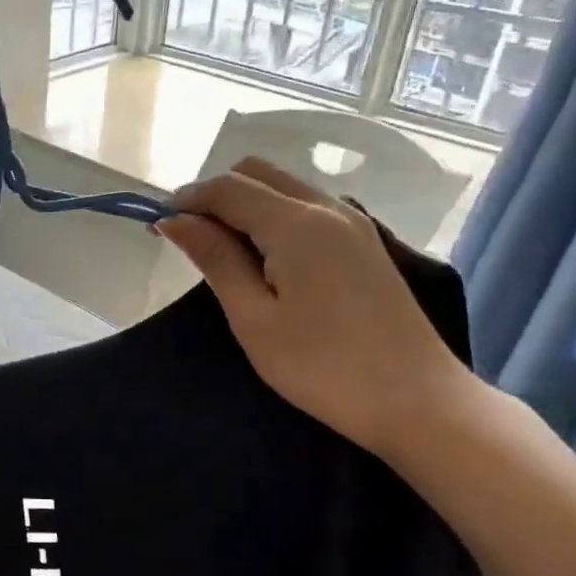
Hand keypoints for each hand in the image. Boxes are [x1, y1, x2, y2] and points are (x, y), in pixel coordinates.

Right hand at [157, 157, 468, 456]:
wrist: (418, 401)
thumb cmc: (322, 367)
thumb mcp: (254, 317)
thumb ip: (216, 259)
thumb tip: (175, 220)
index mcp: (296, 223)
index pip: (228, 187)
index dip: (187, 199)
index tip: (157, 226)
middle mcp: (327, 208)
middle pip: (258, 173)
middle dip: (216, 195)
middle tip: (191, 240)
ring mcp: (354, 223)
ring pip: (285, 188)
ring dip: (246, 205)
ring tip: (224, 253)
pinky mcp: (366, 244)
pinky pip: (308, 208)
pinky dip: (275, 217)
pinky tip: (267, 260)